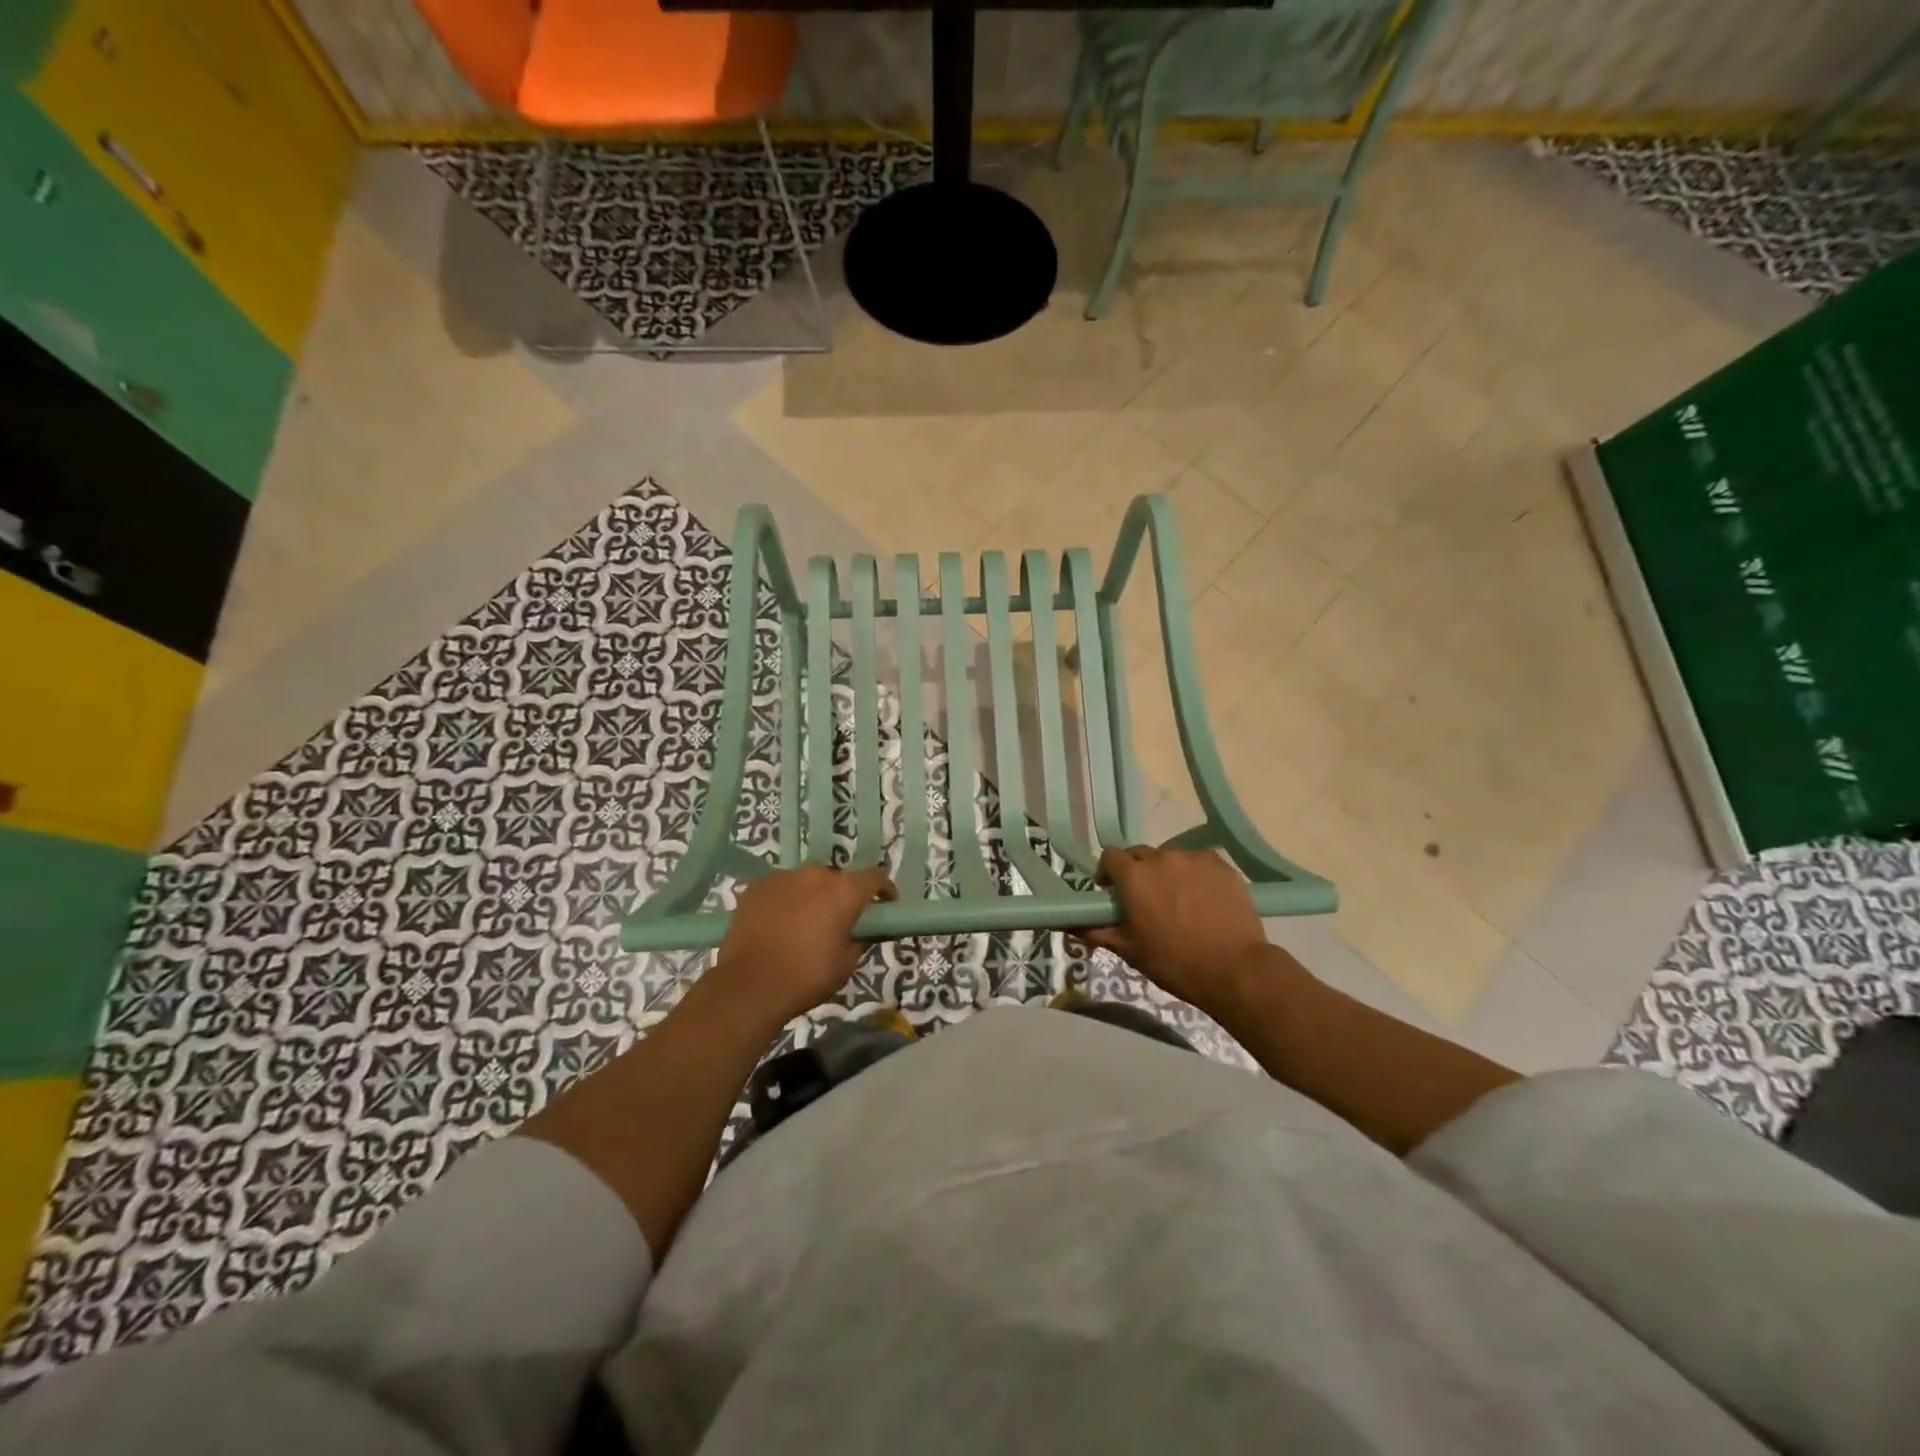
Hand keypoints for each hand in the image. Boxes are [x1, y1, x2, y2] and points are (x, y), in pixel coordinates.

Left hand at [712, 864, 897, 1025]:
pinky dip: (786, 899)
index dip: (884, 890)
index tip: (885, 906)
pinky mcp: (757, 886)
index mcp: (844, 891)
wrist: (749, 986)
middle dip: (843, 895)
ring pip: (807, 881)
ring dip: (813, 895)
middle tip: (840, 920)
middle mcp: (816, 874)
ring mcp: (783, 877)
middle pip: (838, 878)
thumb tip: (867, 929)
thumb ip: (862, 939)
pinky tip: (779, 923)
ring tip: (806, 922)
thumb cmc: (807, 976)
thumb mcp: (846, 963)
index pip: (875, 876)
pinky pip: (781, 887)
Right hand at [1080, 846, 1270, 1015]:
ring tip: (1178, 901)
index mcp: (1134, 876)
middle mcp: (1161, 857)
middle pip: (1140, 854)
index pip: (1110, 857)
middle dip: (1137, 872)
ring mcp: (1194, 858)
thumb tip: (1068, 924)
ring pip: (1171, 858)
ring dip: (1167, 873)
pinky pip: (1198, 863)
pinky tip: (1202, 900)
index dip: (1108, 873)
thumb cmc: (1175, 962)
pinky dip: (1194, 876)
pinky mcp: (1221, 865)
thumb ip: (1097, 931)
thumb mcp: (1130, 951)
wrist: (1235, 969)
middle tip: (1145, 900)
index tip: (1112, 893)